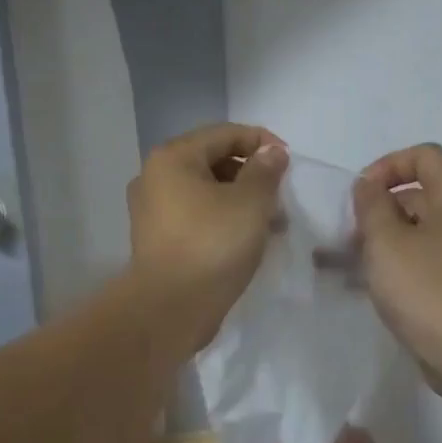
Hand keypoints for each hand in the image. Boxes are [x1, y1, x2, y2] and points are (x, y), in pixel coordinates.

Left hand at [127, 124, 289, 350]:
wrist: (170, 308)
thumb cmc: (212, 245)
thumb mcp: (250, 203)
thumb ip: (265, 171)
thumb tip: (271, 152)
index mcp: (172, 158)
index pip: (224, 134)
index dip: (261, 142)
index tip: (290, 162)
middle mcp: (155, 178)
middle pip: (213, 161)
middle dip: (251, 175)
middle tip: (281, 196)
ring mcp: (152, 211)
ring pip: (206, 192)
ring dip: (240, 201)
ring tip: (271, 223)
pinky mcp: (157, 240)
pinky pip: (196, 217)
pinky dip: (222, 220)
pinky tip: (247, 240)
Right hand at [353, 144, 441, 395]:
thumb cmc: (427, 288)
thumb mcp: (386, 240)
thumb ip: (371, 204)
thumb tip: (368, 185)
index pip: (424, 155)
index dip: (386, 166)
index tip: (360, 195)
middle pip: (421, 194)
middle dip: (380, 209)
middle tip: (350, 237)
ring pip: (421, 231)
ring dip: (385, 241)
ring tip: (349, 265)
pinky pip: (429, 260)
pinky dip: (401, 265)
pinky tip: (372, 287)